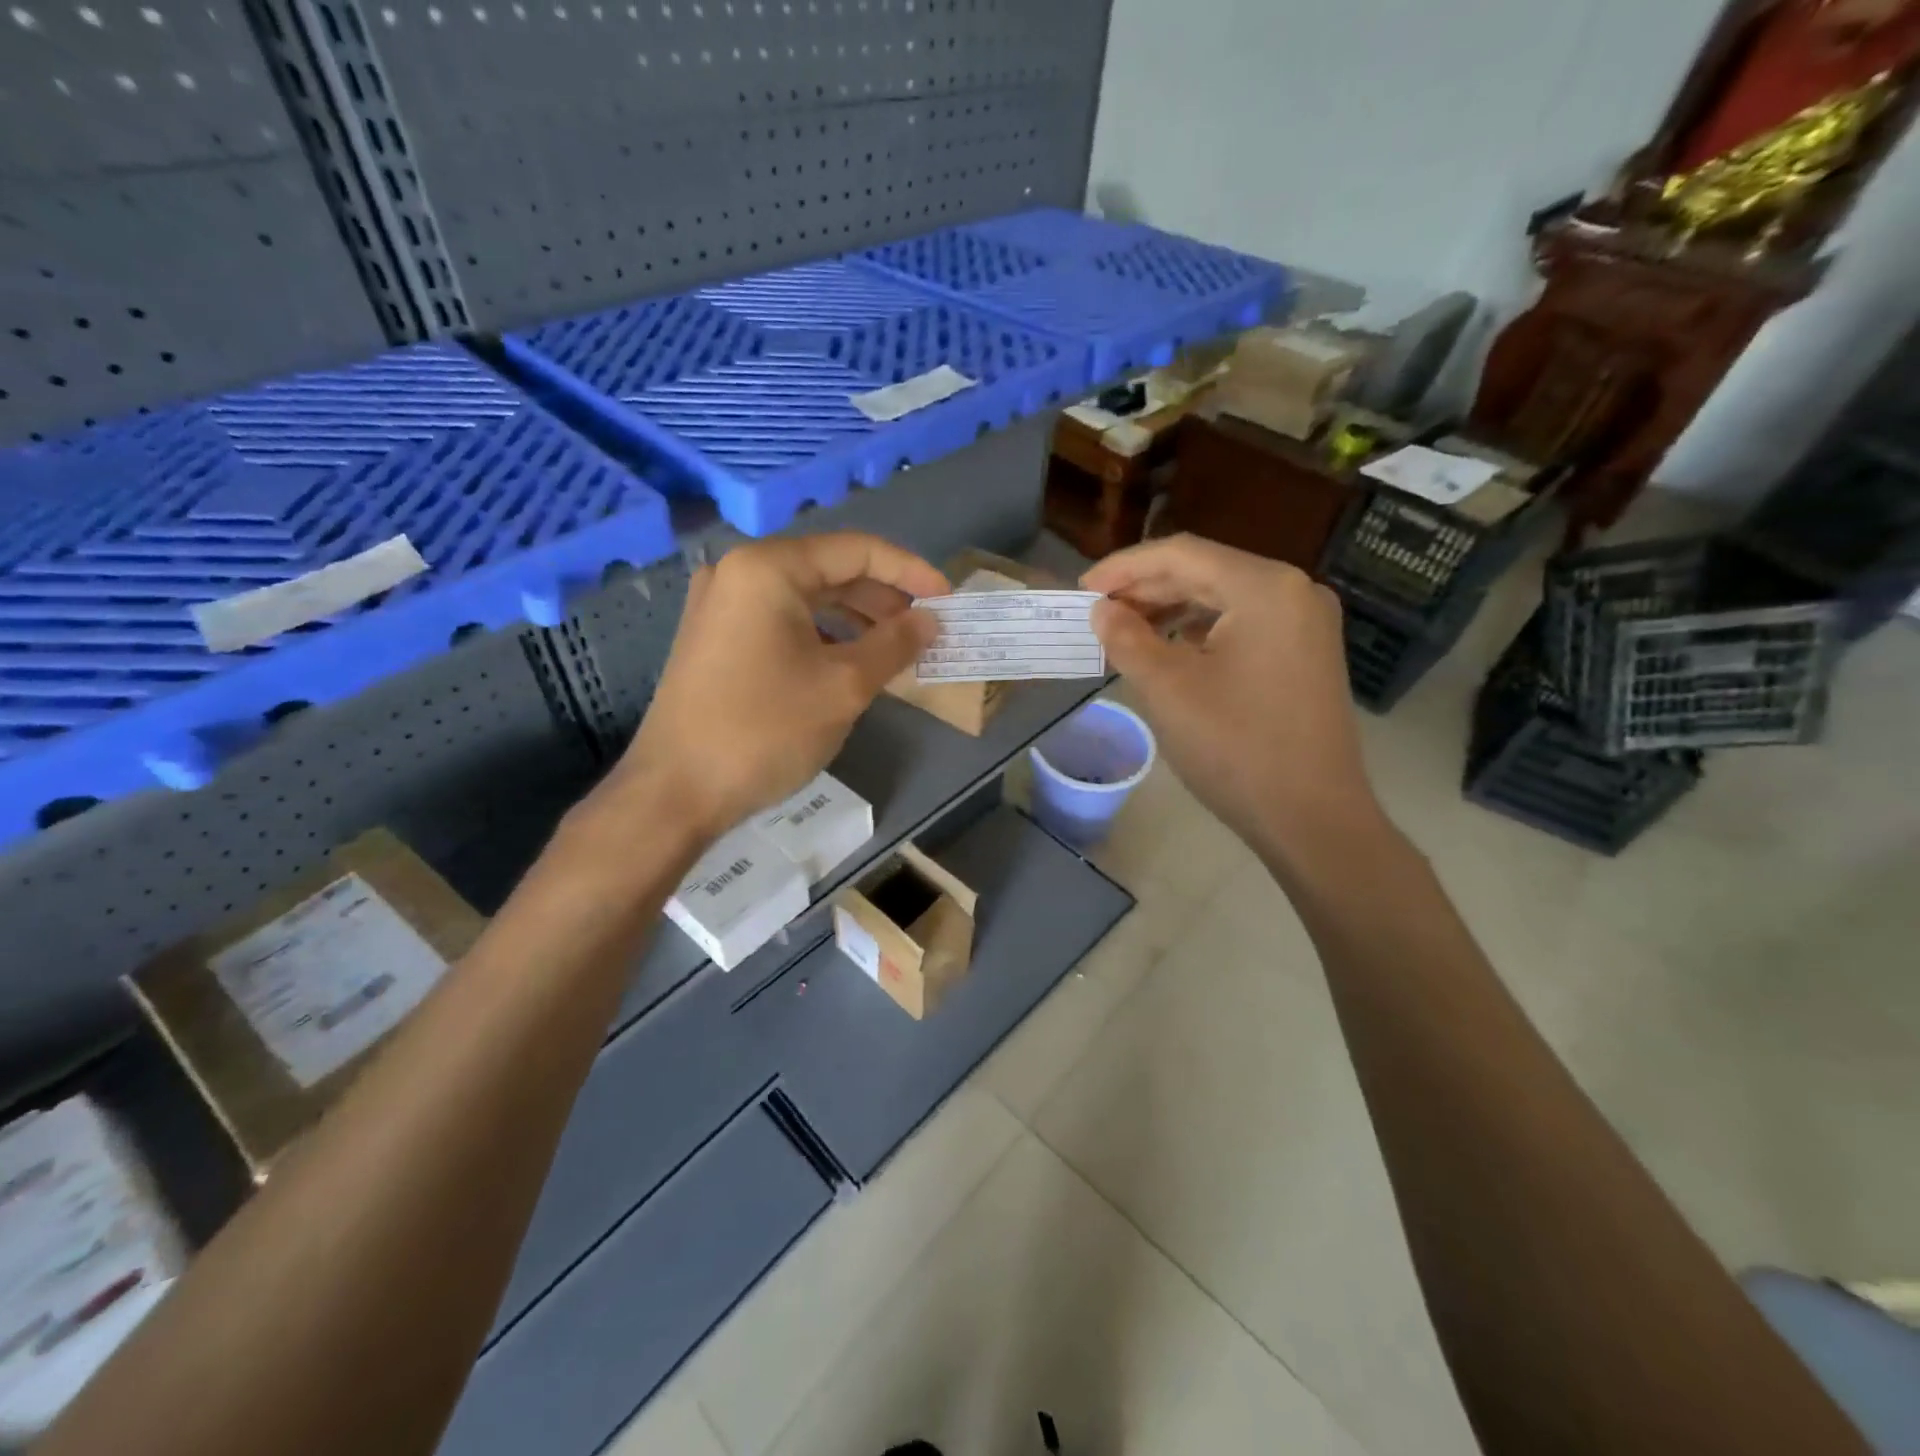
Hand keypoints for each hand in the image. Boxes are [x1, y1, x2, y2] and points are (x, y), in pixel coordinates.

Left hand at [600, 533, 947, 846]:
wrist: (675, 793)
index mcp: (768, 568)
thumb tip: (931, 621)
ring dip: (855, 619)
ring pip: (806, 598)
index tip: (949, 601)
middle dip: (883, 599)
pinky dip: (822, 635)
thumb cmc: (764, 731)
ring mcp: (721, 604)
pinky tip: (849, 663)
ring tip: (895, 650)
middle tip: (925, 631)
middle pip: (830, 570)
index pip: (857, 551)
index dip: (911, 572)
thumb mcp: (844, 687)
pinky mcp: (715, 637)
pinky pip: (782, 621)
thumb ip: (895, 644)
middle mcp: (739, 572)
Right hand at [1082, 535, 1383, 861]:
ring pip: (1223, 599)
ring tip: (1125, 630)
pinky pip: (1243, 624)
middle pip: (1205, 571)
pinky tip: (1170, 650)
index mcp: (1265, 587)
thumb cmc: (1236, 748)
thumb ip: (1127, 639)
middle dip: (1146, 588)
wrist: (1312, 819)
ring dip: (1170, 609)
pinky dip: (1200, 631)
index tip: (1081, 589)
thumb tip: (1101, 611)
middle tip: (1097, 611)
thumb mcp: (1168, 689)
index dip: (1123, 567)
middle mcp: (1295, 591)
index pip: (1181, 554)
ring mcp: (1306, 623)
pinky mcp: (1306, 654)